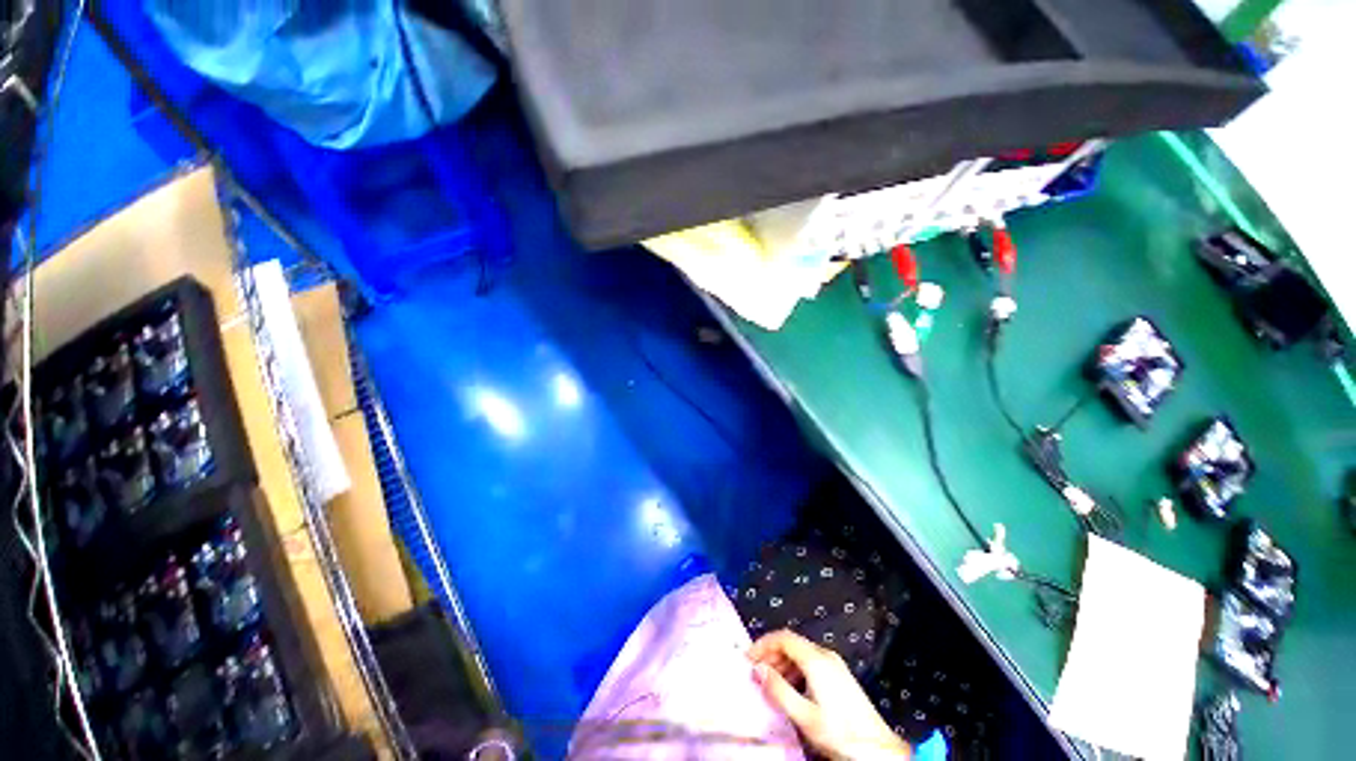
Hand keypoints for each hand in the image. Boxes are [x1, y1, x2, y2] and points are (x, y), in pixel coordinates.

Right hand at [750, 630, 910, 759]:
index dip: (763, 643)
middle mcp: (825, 655)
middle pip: (792, 643)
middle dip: (771, 653)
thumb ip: (779, 690)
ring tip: (769, 682)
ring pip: (801, 653)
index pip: (783, 637)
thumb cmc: (839, 732)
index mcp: (816, 659)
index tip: (748, 657)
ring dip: (782, 663)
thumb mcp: (804, 715)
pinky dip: (794, 670)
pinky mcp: (839, 676)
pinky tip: (790, 689)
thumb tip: (757, 669)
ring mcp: (835, 665)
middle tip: (756, 671)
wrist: (878, 749)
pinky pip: (810, 663)